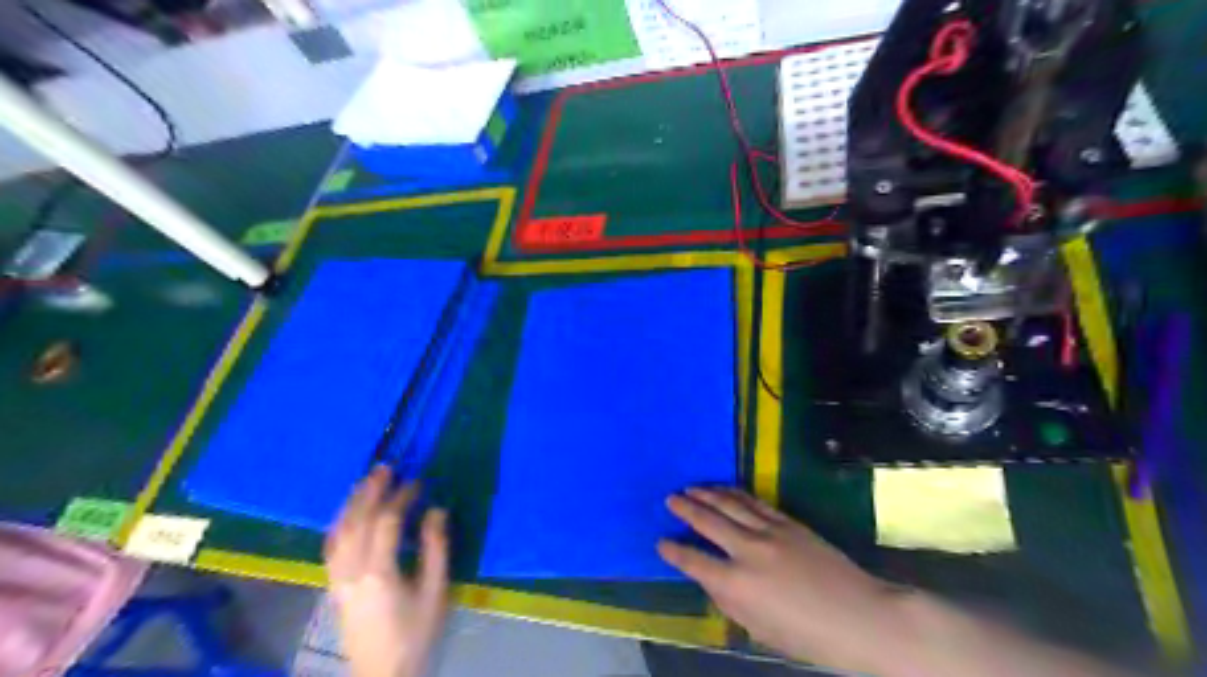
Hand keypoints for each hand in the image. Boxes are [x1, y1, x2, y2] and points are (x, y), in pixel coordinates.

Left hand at [327, 469, 445, 675]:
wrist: (382, 674)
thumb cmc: (415, 633)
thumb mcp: (435, 591)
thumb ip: (436, 549)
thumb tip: (437, 511)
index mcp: (379, 573)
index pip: (387, 523)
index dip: (402, 498)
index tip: (418, 482)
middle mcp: (352, 572)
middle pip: (357, 521)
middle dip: (371, 492)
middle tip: (385, 468)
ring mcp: (337, 580)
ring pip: (339, 532)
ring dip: (352, 503)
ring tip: (366, 482)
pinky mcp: (333, 587)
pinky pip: (330, 547)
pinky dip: (338, 524)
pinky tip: (347, 515)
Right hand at [659, 486, 905, 670]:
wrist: (859, 616)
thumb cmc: (807, 636)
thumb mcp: (759, 629)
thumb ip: (730, 601)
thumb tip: (711, 578)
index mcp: (736, 584)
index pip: (693, 561)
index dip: (673, 551)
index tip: (660, 542)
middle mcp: (747, 551)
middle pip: (708, 522)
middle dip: (685, 509)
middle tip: (670, 499)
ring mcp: (769, 531)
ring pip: (730, 504)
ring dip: (707, 494)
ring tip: (691, 487)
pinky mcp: (787, 522)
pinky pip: (754, 502)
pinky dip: (735, 493)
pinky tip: (725, 489)